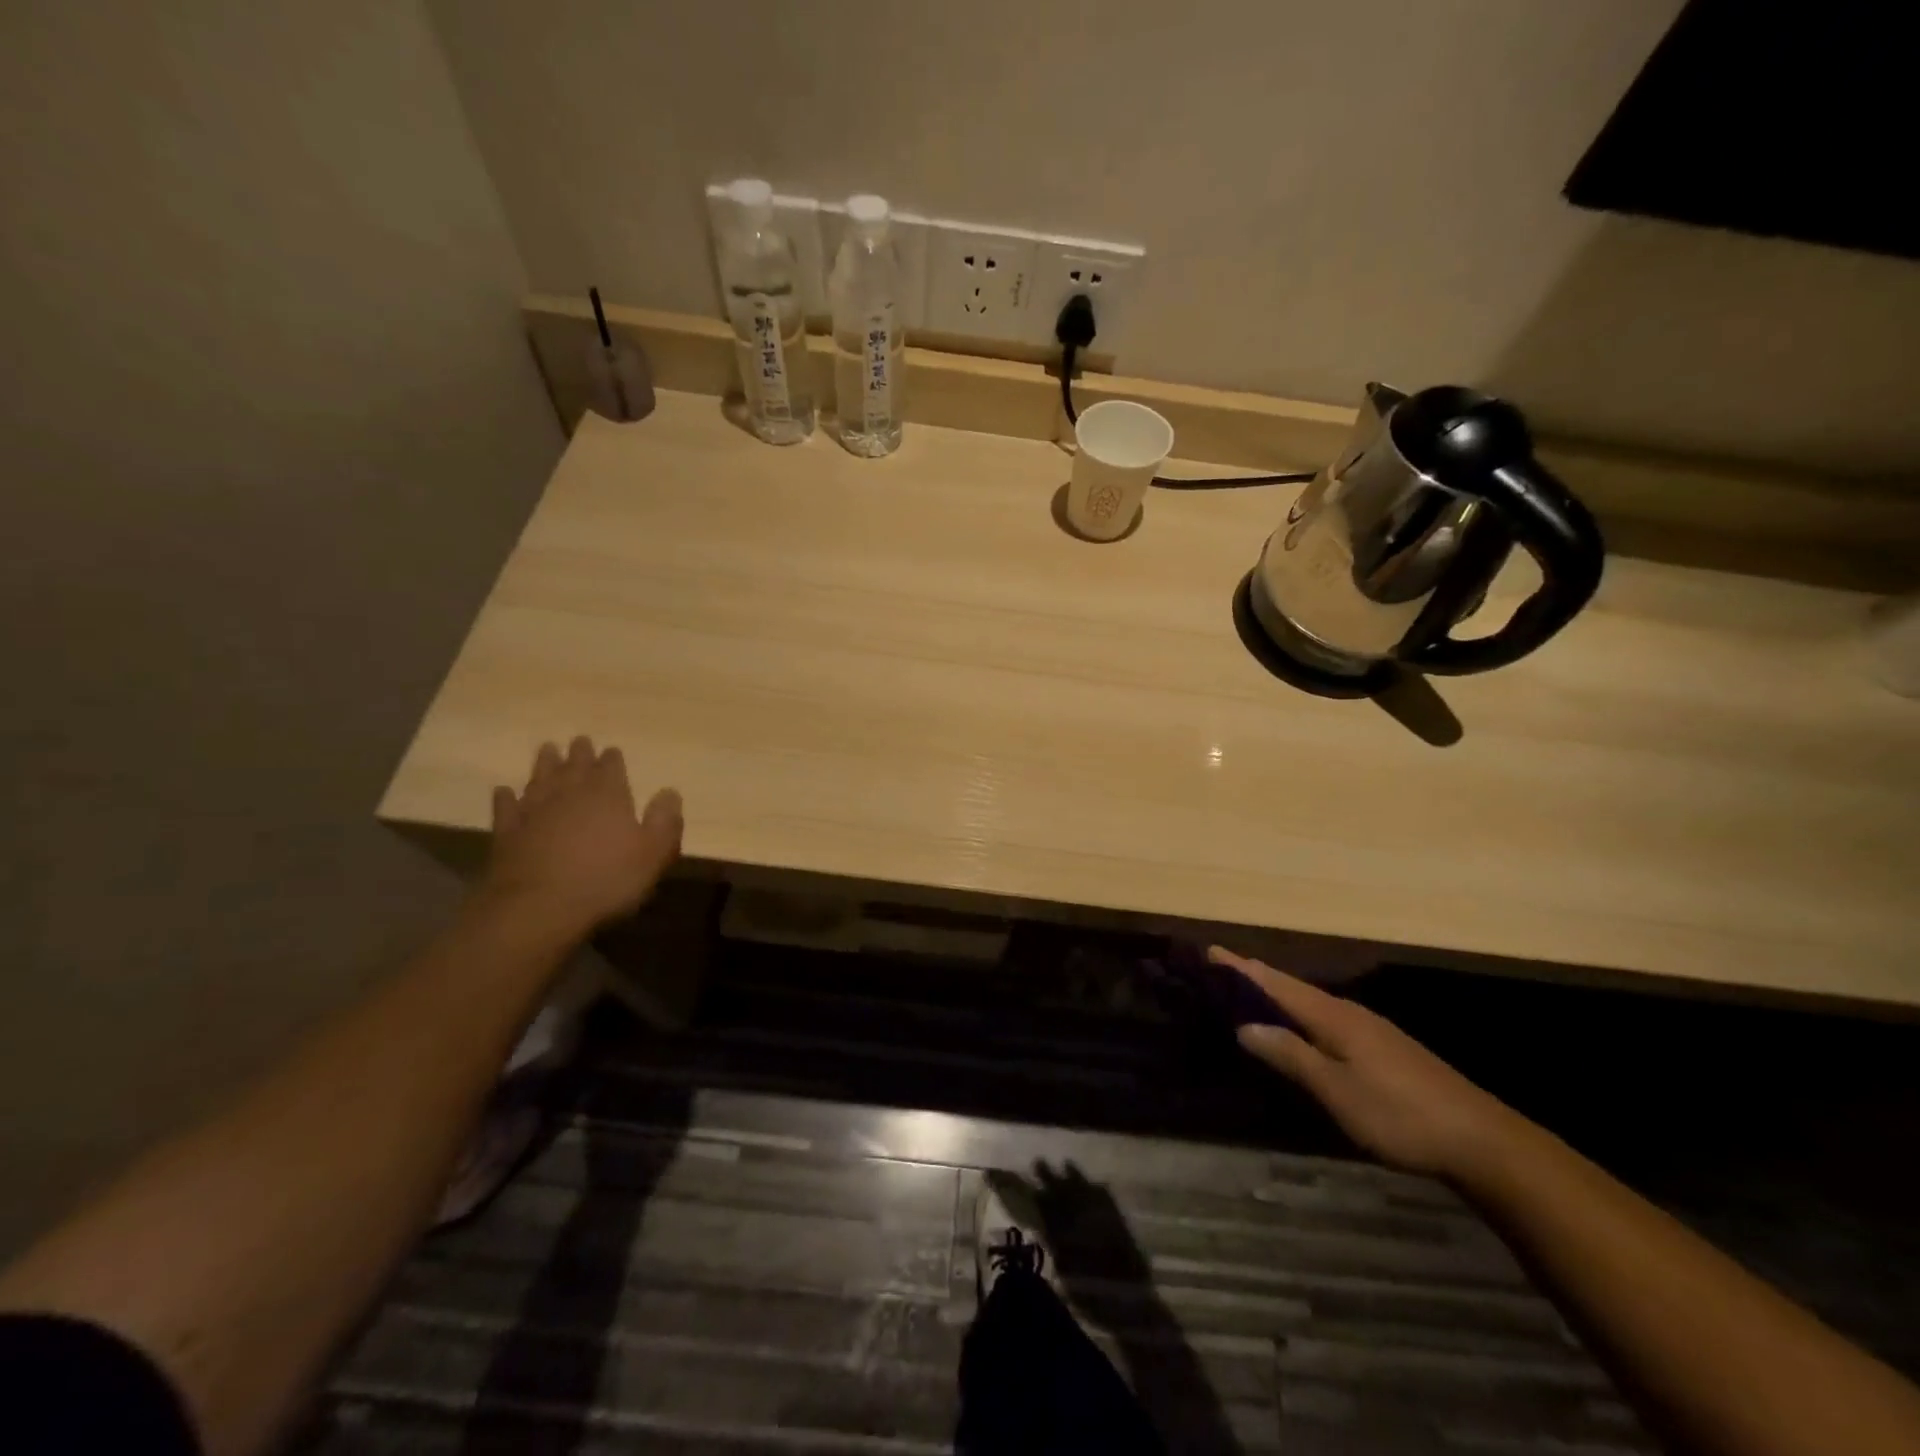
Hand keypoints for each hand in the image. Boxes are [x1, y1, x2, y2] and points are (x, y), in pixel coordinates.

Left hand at [482, 737, 681, 931]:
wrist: (538, 907)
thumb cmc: (606, 880)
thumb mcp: (653, 854)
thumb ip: (665, 821)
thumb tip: (670, 791)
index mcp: (608, 796)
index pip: (611, 767)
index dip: (612, 758)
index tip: (611, 750)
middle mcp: (570, 794)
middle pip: (575, 767)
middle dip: (579, 753)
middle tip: (579, 741)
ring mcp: (535, 812)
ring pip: (540, 779)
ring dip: (545, 764)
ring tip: (547, 749)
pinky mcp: (508, 833)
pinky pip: (506, 808)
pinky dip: (506, 798)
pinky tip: (504, 791)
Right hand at [1211, 946, 1520, 1179]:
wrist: (1482, 1141)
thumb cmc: (1401, 1114)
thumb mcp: (1337, 1091)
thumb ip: (1291, 1056)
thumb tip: (1244, 1026)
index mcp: (1333, 1017)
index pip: (1276, 984)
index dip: (1242, 969)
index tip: (1210, 951)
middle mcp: (1349, 1013)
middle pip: (1293, 987)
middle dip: (1256, 976)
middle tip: (1221, 967)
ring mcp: (1370, 1029)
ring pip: (1311, 1002)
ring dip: (1278, 994)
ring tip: (1249, 991)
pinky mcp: (1384, 1048)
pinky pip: (1326, 1017)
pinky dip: (1300, 1013)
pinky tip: (1299, 1027)